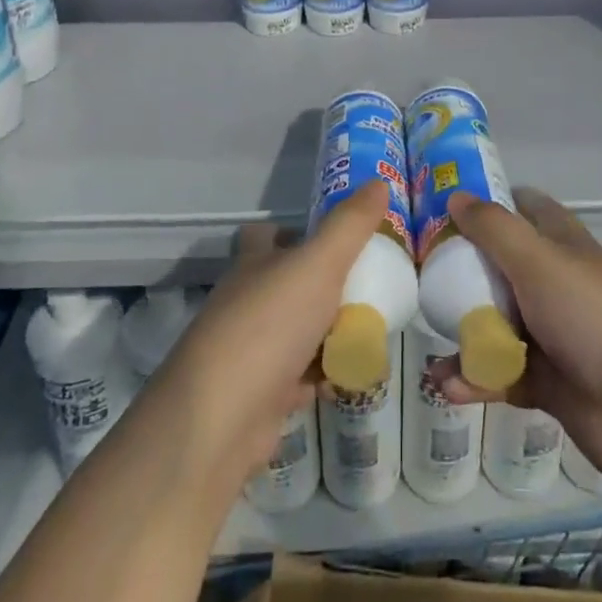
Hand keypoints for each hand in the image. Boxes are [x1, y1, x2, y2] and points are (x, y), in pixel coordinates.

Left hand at [143, 182, 383, 500]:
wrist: (222, 419)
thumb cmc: (269, 325)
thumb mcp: (318, 264)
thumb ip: (350, 225)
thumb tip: (379, 181)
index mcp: (254, 264)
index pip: (265, 235)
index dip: (293, 230)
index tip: (334, 236)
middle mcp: (247, 301)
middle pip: (287, 284)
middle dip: (325, 285)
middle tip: (370, 285)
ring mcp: (251, 349)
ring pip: (298, 331)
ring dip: (330, 332)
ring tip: (373, 329)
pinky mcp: (260, 393)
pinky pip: (301, 375)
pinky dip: (325, 373)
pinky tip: (352, 373)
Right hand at [435, 188, 601, 487]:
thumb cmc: (594, 319)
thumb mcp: (539, 262)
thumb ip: (494, 229)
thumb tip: (455, 195)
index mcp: (564, 246)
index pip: (527, 208)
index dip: (491, 202)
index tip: (447, 206)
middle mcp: (558, 284)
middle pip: (503, 266)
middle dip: (464, 270)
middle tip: (422, 273)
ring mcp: (554, 334)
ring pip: (498, 322)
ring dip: (464, 331)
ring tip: (429, 339)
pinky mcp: (549, 381)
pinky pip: (500, 372)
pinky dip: (475, 377)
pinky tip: (446, 384)